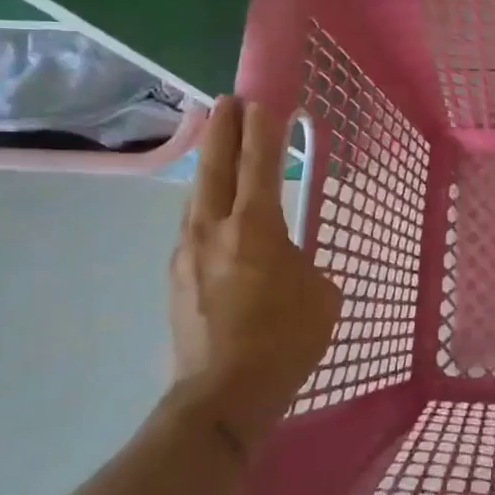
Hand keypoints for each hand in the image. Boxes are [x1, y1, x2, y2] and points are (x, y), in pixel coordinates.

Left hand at [167, 97, 341, 444]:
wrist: (222, 395)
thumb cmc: (284, 341)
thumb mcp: (320, 296)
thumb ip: (303, 263)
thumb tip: (285, 260)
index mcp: (254, 227)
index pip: (259, 163)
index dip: (262, 128)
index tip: (262, 100)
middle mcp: (213, 228)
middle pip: (215, 165)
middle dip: (223, 128)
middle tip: (228, 100)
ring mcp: (186, 251)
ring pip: (196, 194)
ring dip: (207, 163)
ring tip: (215, 144)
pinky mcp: (174, 276)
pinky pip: (190, 225)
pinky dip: (203, 203)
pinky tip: (210, 209)